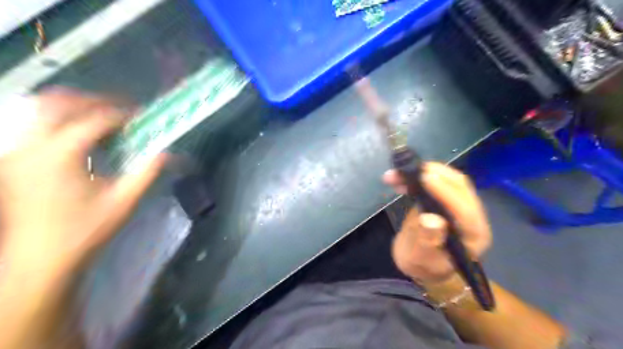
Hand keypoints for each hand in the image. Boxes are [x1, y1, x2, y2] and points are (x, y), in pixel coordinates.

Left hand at [0, 89, 164, 276]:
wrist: (41, 258)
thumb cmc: (86, 230)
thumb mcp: (124, 201)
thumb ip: (147, 172)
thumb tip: (168, 152)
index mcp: (62, 154)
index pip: (96, 120)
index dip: (122, 114)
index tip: (142, 115)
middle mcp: (33, 145)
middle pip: (60, 103)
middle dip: (94, 101)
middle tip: (121, 109)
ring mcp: (18, 152)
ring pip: (39, 109)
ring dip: (72, 106)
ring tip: (100, 115)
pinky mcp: (13, 161)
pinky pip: (32, 125)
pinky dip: (56, 119)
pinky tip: (76, 132)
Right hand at [385, 162, 491, 284]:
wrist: (426, 265)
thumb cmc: (423, 265)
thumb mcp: (420, 258)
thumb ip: (426, 240)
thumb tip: (430, 218)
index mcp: (473, 236)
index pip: (465, 211)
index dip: (445, 192)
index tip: (425, 177)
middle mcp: (473, 217)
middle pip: (461, 187)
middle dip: (435, 174)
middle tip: (408, 169)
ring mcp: (461, 205)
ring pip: (450, 180)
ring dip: (425, 171)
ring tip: (399, 173)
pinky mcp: (448, 199)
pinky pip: (439, 181)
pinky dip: (421, 175)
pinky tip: (402, 178)